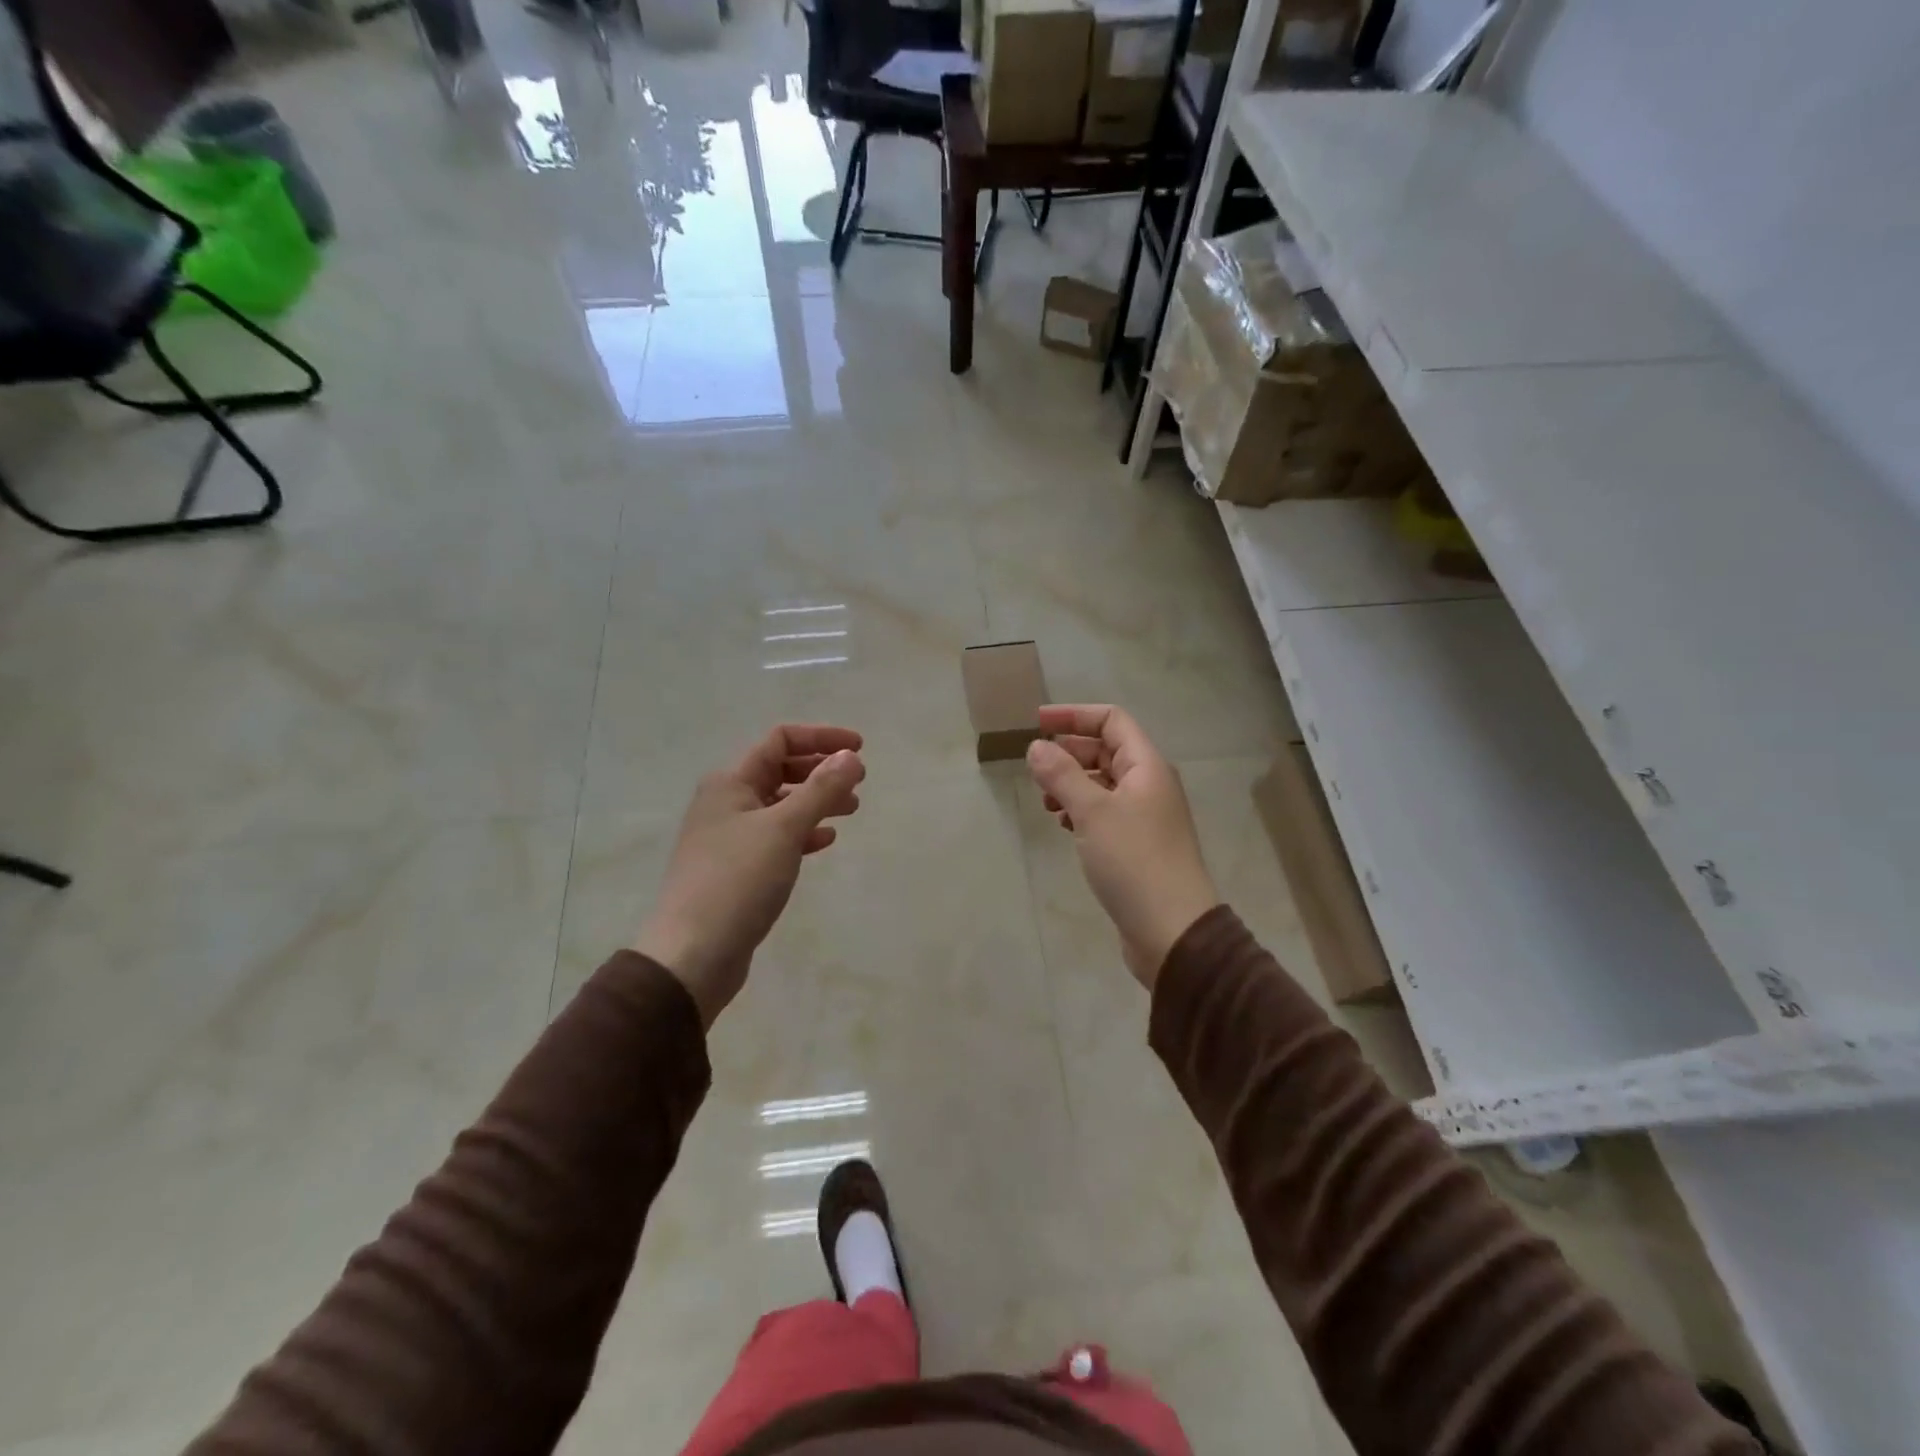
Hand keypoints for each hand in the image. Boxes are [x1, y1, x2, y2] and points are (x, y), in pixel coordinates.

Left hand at [634, 725, 865, 1026]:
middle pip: (780, 770)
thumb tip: (850, 756)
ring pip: (780, 805)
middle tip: (859, 782)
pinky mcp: (736, 869)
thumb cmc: (737, 880)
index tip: (860, 749)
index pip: (780, 740)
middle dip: (820, 771)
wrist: (692, 954)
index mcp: (731, 782)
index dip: (822, 738)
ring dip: (815, 801)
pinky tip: (825, 841)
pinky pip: (776, 837)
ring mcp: (729, 837)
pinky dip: (802, 833)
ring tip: (851, 810)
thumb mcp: (784, 828)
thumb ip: (821, 789)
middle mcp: (726, 802)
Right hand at [1026, 705, 1217, 988]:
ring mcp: (1145, 816)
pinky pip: (1105, 813)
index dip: (1074, 716)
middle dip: (1069, 753)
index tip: (1036, 723)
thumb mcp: (1092, 812)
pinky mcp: (1137, 845)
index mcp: (1147, 766)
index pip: (1111, 721)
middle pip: (1106, 751)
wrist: (1172, 930)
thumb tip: (1036, 746)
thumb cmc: (1133, 861)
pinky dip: (1081, 811)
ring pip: (1103, 784)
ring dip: (1072, 784)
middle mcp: (1149, 785)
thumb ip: (1062, 775)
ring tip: (1045, 802)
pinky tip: (1063, 826)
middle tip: (1036, 769)